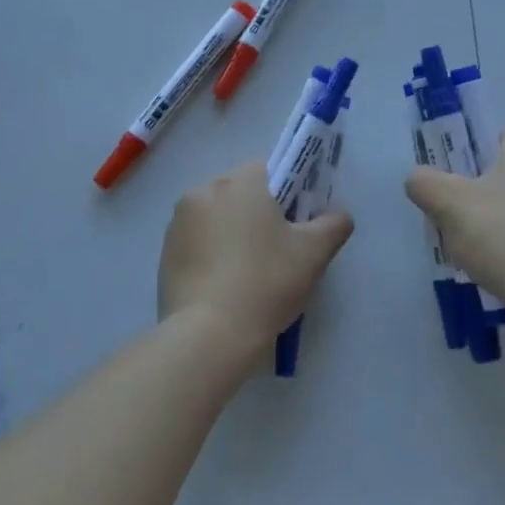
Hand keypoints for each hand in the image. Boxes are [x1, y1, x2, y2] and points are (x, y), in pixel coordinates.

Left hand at [158, 162, 353, 357]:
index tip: (294, 224)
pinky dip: (211, 255)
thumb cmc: (266, 282)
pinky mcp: (165, 253)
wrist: (209, 334)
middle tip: (277, 251)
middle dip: (257, 214)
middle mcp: (203, 192)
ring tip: (249, 273)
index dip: (285, 193)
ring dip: (231, 233)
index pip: (266, 170)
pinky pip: (197, 242)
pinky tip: (225, 285)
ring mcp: (178, 223)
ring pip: (216, 217)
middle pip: (239, 193)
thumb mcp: (313, 253)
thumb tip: (339, 216)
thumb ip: (333, 225)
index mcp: (239, 182)